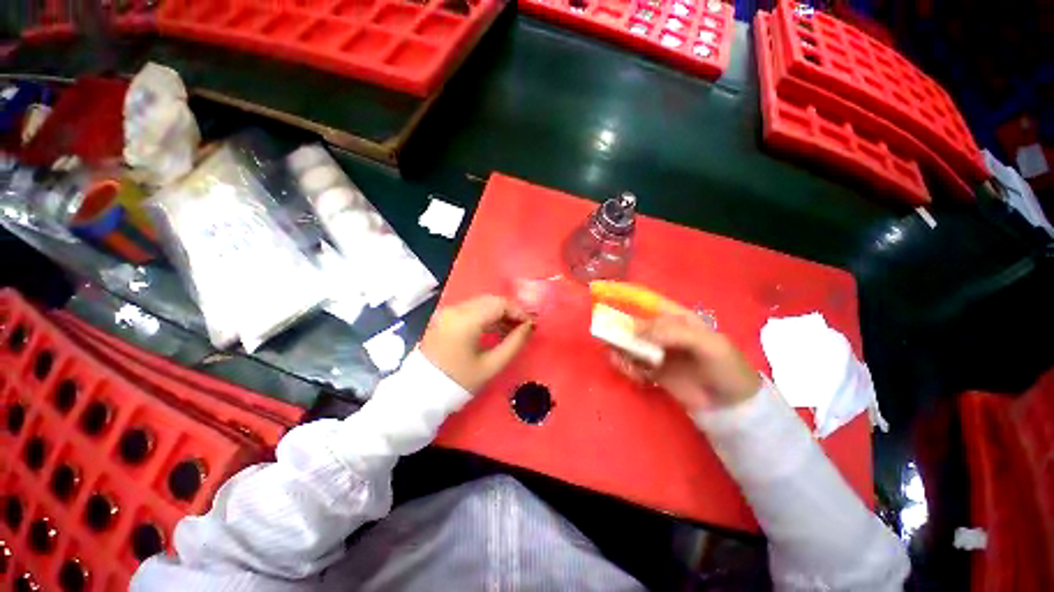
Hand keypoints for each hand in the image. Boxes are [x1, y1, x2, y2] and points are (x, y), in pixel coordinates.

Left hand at [420, 295, 534, 392]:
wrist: (421, 394)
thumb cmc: (459, 382)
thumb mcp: (491, 365)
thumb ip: (514, 343)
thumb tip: (529, 327)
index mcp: (466, 320)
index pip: (500, 304)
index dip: (519, 311)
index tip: (532, 324)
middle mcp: (456, 309)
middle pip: (491, 301)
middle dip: (510, 311)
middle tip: (524, 326)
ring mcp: (448, 312)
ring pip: (481, 304)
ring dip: (499, 314)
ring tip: (513, 330)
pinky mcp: (445, 318)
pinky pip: (471, 310)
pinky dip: (486, 317)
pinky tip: (497, 330)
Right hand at [612, 313, 760, 411]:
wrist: (732, 406)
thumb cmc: (725, 367)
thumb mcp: (707, 344)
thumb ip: (672, 333)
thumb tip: (634, 328)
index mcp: (677, 318)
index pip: (648, 302)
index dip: (626, 298)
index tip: (605, 300)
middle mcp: (662, 332)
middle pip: (632, 324)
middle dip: (618, 330)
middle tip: (608, 339)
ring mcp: (655, 351)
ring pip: (628, 344)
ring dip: (620, 351)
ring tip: (624, 364)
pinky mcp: (652, 370)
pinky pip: (631, 364)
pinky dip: (627, 368)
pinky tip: (636, 376)